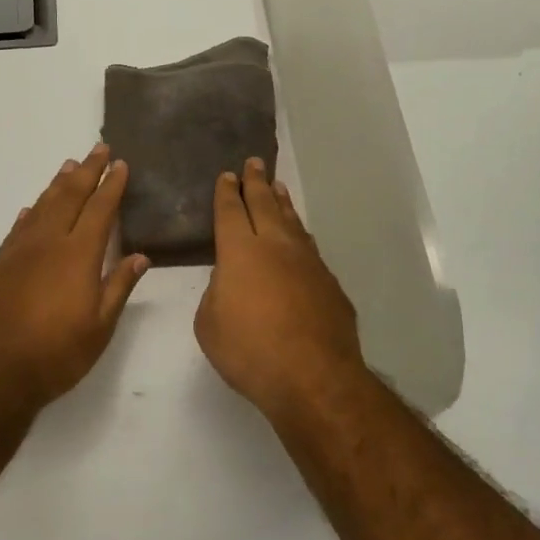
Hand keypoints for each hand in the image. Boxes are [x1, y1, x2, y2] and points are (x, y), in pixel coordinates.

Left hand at [0, 144, 148, 406]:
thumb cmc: (57, 353)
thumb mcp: (100, 326)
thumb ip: (119, 286)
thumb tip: (141, 257)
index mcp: (79, 254)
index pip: (100, 209)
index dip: (111, 185)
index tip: (120, 164)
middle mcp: (49, 242)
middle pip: (70, 196)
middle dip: (87, 171)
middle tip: (98, 149)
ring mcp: (20, 250)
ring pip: (42, 205)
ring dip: (58, 183)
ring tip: (69, 166)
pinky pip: (18, 227)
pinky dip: (30, 211)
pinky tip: (33, 206)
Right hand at [194, 157, 365, 415]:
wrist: (314, 377)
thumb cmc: (250, 351)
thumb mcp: (210, 324)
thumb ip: (216, 293)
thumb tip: (231, 282)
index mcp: (239, 252)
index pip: (230, 211)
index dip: (227, 192)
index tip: (227, 176)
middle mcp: (276, 246)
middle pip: (264, 204)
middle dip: (256, 182)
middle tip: (254, 163)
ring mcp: (308, 262)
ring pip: (292, 222)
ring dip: (282, 203)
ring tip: (278, 188)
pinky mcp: (329, 283)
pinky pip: (310, 248)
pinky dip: (300, 235)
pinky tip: (300, 237)